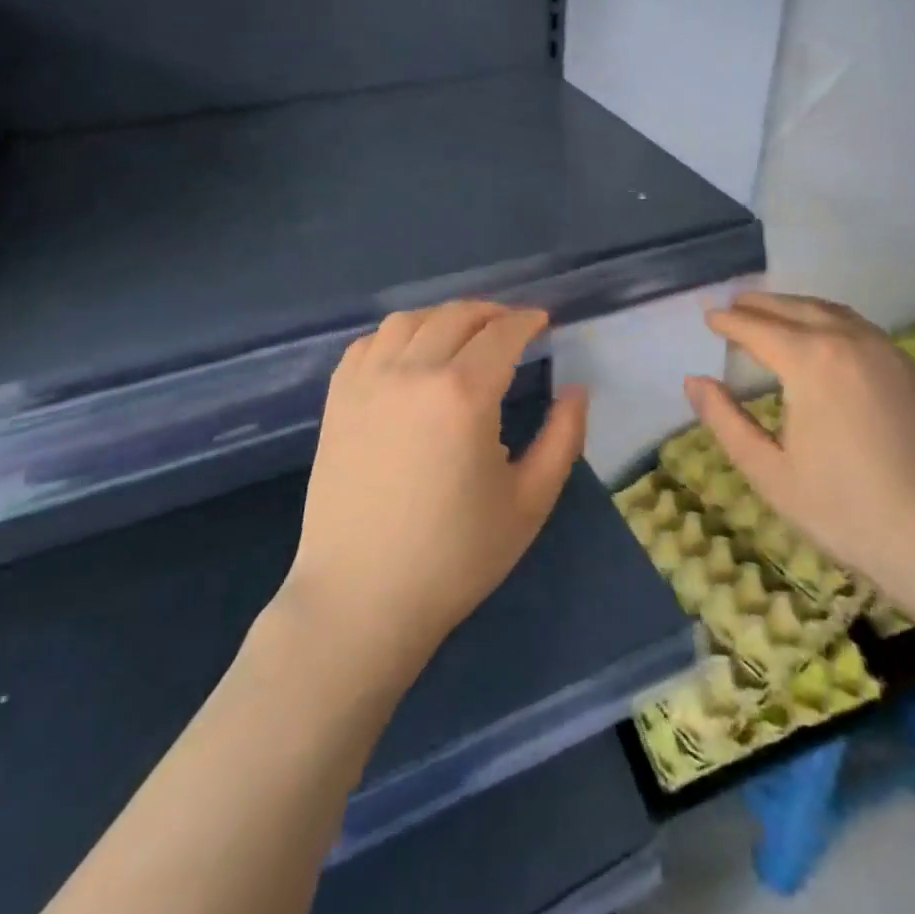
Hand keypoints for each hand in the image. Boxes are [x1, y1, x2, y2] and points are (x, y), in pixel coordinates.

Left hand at [282, 301, 587, 670]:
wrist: (362, 600)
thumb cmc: (455, 557)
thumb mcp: (530, 502)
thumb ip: (563, 438)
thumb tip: (576, 390)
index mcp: (464, 394)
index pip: (502, 333)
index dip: (528, 320)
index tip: (543, 322)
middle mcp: (413, 373)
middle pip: (457, 317)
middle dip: (492, 313)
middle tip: (512, 326)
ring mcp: (367, 383)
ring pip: (409, 320)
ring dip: (445, 317)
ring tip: (464, 334)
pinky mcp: (337, 400)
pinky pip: (369, 343)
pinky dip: (398, 335)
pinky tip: (411, 353)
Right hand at [683, 293, 914, 621]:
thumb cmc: (846, 511)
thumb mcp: (770, 473)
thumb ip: (726, 421)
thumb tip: (695, 381)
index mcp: (811, 361)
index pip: (758, 328)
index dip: (729, 321)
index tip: (708, 316)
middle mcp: (851, 341)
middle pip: (795, 308)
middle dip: (760, 304)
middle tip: (734, 304)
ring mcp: (889, 353)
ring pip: (833, 312)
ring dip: (797, 307)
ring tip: (774, 313)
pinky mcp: (914, 371)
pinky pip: (862, 330)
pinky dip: (832, 322)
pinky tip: (826, 340)